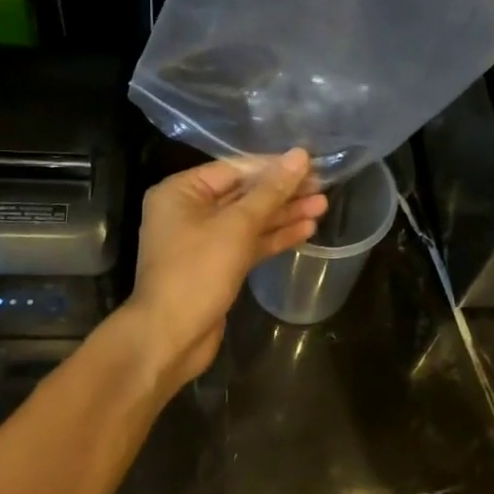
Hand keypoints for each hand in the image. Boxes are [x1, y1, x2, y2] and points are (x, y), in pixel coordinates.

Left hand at [122, 149, 327, 389]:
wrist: (170, 338)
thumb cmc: (197, 272)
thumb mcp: (236, 226)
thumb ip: (270, 191)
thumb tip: (300, 155)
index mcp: (181, 191)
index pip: (234, 169)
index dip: (274, 167)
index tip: (310, 164)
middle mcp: (189, 211)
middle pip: (243, 194)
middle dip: (282, 192)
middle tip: (322, 186)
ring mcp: (202, 241)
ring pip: (249, 221)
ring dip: (284, 214)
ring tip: (323, 206)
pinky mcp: (216, 266)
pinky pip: (248, 244)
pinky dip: (274, 237)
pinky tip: (306, 230)